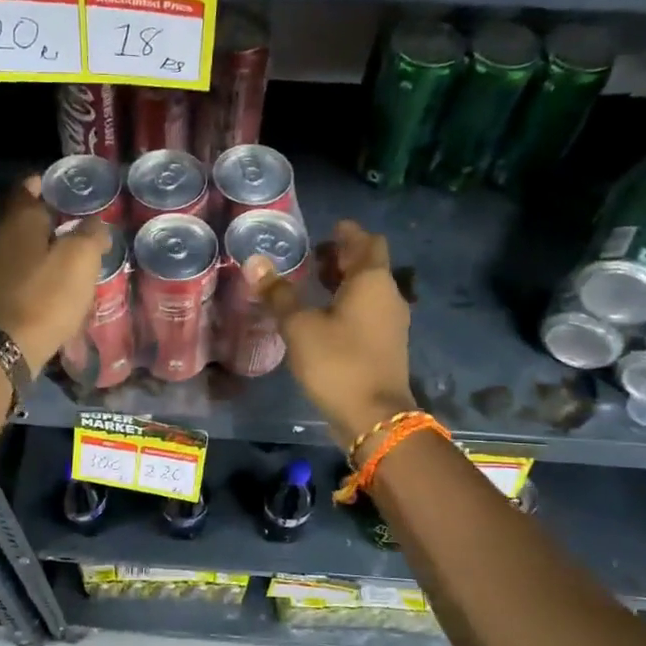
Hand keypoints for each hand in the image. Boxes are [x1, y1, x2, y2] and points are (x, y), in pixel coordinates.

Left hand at [0, 177, 109, 373]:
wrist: (5, 346)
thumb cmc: (46, 296)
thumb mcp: (81, 260)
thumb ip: (91, 236)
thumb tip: (96, 225)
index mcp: (20, 220)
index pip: (27, 188)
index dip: (44, 184)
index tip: (61, 187)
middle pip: (20, 217)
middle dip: (43, 217)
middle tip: (70, 222)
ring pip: (16, 245)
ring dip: (37, 246)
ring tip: (63, 255)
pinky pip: (12, 270)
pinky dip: (29, 270)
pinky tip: (46, 283)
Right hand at [246, 220, 415, 447]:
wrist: (373, 417)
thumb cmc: (337, 363)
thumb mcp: (300, 327)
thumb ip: (279, 294)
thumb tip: (254, 262)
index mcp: (372, 281)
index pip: (366, 241)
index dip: (346, 233)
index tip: (325, 229)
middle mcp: (388, 295)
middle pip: (369, 264)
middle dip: (343, 256)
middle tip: (312, 256)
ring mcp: (391, 322)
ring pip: (369, 289)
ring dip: (345, 282)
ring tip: (313, 284)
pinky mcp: (386, 344)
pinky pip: (368, 311)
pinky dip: (348, 304)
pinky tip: (324, 316)